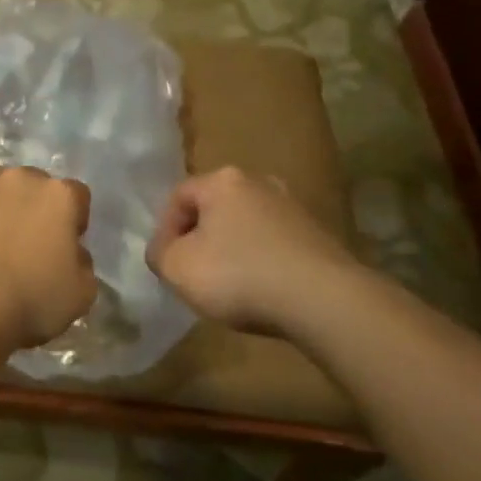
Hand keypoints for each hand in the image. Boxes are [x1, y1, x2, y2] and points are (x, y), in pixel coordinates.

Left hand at [0, 168, 97, 348]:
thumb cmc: (30, 301)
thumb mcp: (80, 294)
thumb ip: (82, 264)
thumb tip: (72, 253)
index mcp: (59, 196)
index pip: (76, 196)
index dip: (71, 220)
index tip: (63, 246)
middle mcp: (19, 178)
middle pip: (29, 186)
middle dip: (28, 208)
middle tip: (21, 246)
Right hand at [146, 167, 370, 335]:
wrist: (322, 300)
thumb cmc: (238, 276)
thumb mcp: (177, 268)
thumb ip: (159, 254)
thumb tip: (165, 250)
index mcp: (222, 180)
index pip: (178, 196)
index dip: (164, 230)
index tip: (167, 264)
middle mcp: (259, 182)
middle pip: (214, 208)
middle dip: (199, 239)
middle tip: (194, 272)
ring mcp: (293, 207)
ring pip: (245, 226)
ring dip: (231, 250)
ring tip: (228, 286)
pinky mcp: (317, 235)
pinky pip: (273, 244)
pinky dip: (261, 262)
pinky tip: (261, 291)